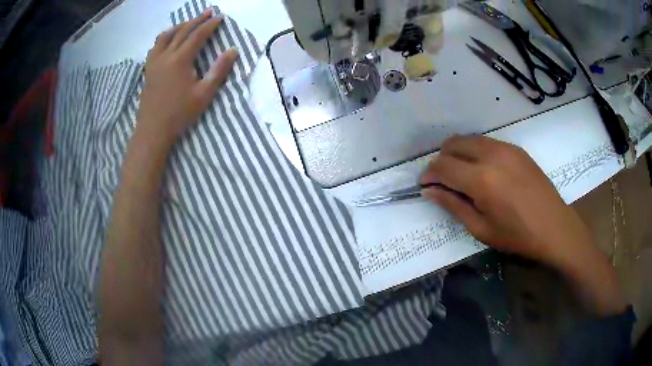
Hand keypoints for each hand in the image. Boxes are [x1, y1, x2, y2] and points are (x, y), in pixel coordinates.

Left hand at [135, 9, 237, 148]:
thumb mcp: (204, 94)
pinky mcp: (148, 69)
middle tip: (208, 12)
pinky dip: (165, 37)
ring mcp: (154, 62)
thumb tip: (233, 51)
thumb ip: (219, 71)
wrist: (153, 130)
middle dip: (196, 20)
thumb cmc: (180, 113)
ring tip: (189, 22)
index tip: (220, 17)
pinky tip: (168, 40)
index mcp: (180, 60)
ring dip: (179, 26)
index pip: (198, 35)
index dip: (210, 25)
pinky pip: (156, 46)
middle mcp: (165, 55)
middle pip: (182, 31)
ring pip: (166, 36)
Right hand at [420, 135, 592, 267]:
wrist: (554, 227)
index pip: (442, 166)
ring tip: (461, 175)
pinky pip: (486, 142)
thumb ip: (453, 205)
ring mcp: (505, 147)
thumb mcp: (481, 228)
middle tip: (443, 181)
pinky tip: (483, 170)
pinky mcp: (515, 148)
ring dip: (457, 153)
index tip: (425, 185)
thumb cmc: (517, 236)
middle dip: (441, 160)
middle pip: (453, 144)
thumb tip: (429, 191)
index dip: (429, 174)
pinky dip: (475, 151)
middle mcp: (491, 155)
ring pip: (469, 139)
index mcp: (481, 180)